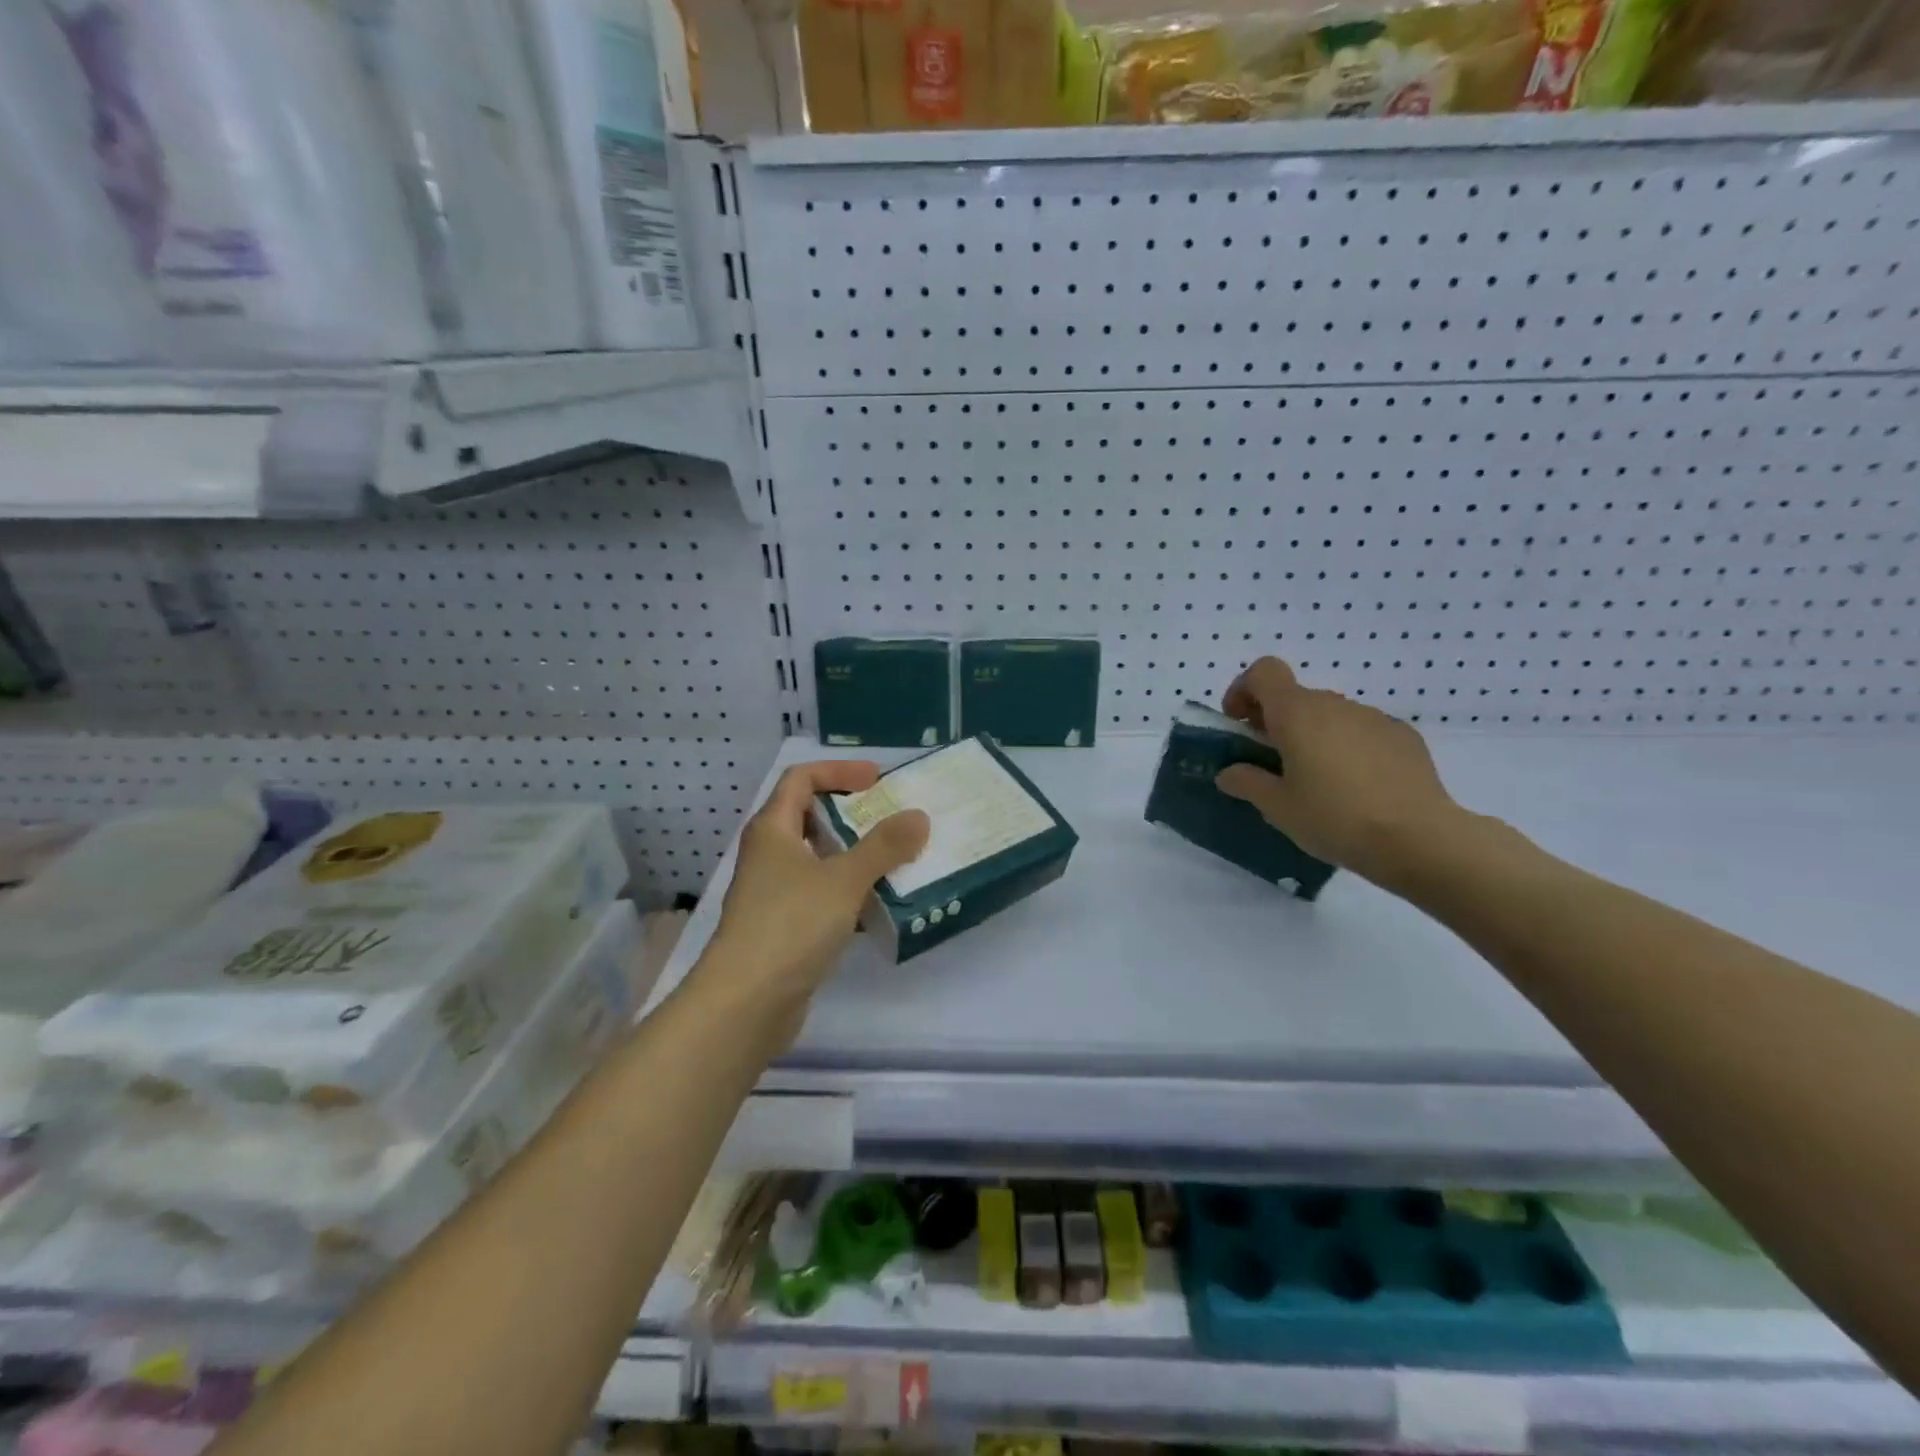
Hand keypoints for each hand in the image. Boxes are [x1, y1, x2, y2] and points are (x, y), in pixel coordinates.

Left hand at [703, 762, 928, 1032]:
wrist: (746, 1003)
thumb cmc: (790, 925)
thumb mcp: (844, 879)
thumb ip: (884, 846)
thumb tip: (918, 817)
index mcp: (773, 830)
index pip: (800, 779)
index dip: (838, 772)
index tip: (877, 781)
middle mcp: (770, 855)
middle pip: (811, 818)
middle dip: (853, 815)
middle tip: (894, 819)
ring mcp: (775, 893)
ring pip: (820, 861)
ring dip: (857, 857)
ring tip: (899, 860)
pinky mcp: (785, 927)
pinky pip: (823, 896)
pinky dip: (851, 894)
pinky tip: (882, 906)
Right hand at [1215, 658, 1463, 887]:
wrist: (1420, 839)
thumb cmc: (1335, 818)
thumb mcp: (1278, 808)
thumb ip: (1247, 782)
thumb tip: (1229, 772)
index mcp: (1297, 714)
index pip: (1264, 672)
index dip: (1244, 689)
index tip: (1240, 724)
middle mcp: (1335, 705)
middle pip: (1295, 697)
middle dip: (1276, 722)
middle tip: (1272, 763)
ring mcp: (1374, 718)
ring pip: (1330, 715)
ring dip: (1313, 736)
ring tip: (1317, 781)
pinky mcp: (1404, 737)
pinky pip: (1362, 732)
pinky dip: (1348, 748)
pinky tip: (1357, 788)